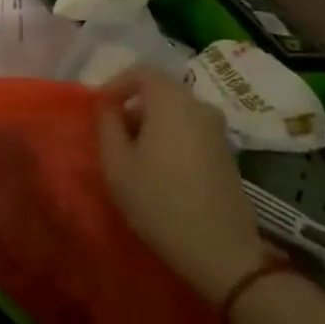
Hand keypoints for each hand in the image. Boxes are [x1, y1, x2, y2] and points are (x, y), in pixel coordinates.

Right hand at [97, 65, 266, 303]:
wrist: (221, 252)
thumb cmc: (159, 202)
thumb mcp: (116, 163)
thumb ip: (106, 124)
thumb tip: (106, 104)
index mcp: (173, 103)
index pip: (142, 71)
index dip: (115, 83)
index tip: (99, 109)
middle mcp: (200, 107)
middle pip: (159, 89)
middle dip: (131, 105)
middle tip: (111, 135)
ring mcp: (217, 130)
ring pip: (174, 110)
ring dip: (149, 122)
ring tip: (130, 155)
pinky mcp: (225, 152)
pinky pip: (189, 127)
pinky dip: (167, 135)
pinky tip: (157, 168)